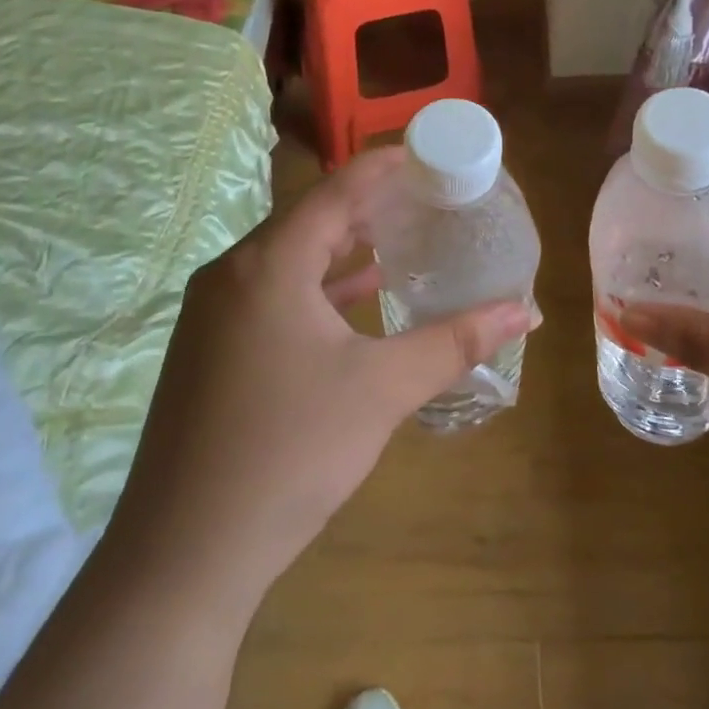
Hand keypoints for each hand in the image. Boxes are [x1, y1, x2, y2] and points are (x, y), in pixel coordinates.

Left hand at [103, 147, 530, 623]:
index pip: (335, 190)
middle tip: (423, 197)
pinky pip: (272, 295)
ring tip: (398, 240)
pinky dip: (317, 290)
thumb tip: (524, 313)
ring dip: (341, 249)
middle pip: (309, 219)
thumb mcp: (382, 390)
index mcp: (268, 264)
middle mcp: (232, 274)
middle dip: (367, 206)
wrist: (183, 555)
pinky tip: (355, 303)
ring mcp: (213, 314)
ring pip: (288, 260)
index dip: (383, 166)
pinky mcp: (208, 350)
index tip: (427, 153)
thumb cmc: (289, 452)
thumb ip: (454, 343)